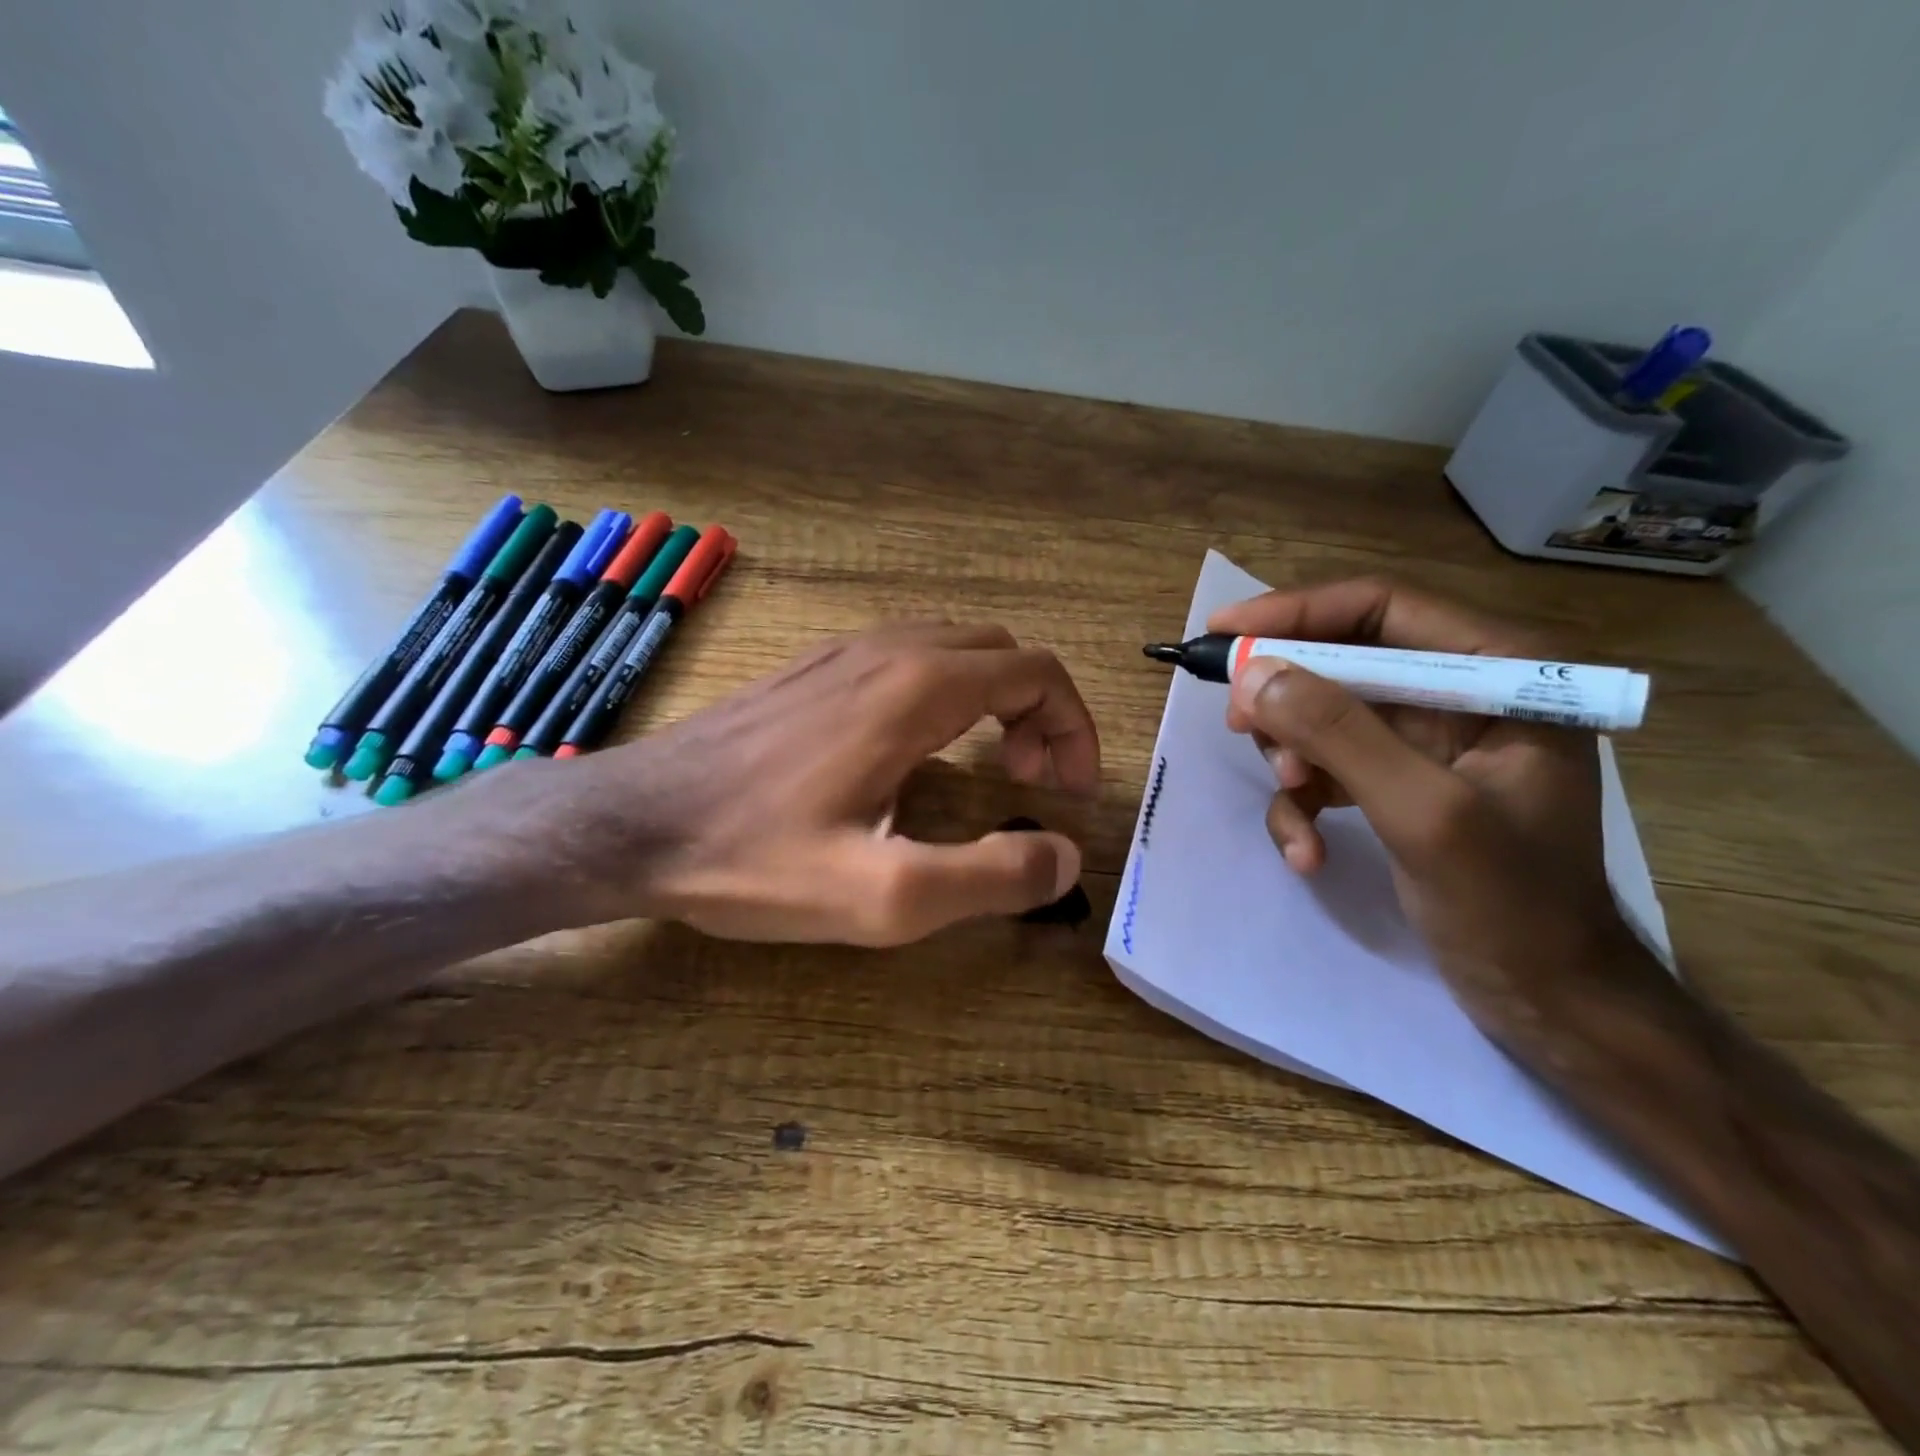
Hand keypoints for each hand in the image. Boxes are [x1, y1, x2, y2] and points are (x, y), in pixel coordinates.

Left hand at [541, 624, 1100, 945]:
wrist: (631, 823)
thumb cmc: (753, 858)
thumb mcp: (883, 895)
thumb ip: (990, 877)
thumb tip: (1065, 857)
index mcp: (918, 689)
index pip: (1038, 672)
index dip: (1073, 727)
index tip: (1067, 790)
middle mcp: (888, 650)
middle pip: (1003, 653)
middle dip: (1039, 712)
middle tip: (1030, 783)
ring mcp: (843, 652)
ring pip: (955, 648)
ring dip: (994, 699)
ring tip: (988, 767)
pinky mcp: (811, 670)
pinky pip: (906, 658)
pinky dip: (947, 692)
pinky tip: (918, 751)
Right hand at [1208, 578, 1663, 1046]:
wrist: (1547, 998)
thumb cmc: (1512, 904)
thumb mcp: (1424, 812)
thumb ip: (1339, 734)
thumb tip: (1251, 673)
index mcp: (1501, 670)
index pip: (1382, 608)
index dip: (1296, 613)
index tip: (1223, 633)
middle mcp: (1463, 692)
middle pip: (1342, 660)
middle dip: (1288, 701)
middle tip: (1240, 727)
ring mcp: (1429, 740)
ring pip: (1324, 715)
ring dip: (1293, 760)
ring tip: (1294, 806)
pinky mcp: (1401, 781)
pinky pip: (1328, 768)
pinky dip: (1305, 805)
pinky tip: (1308, 852)